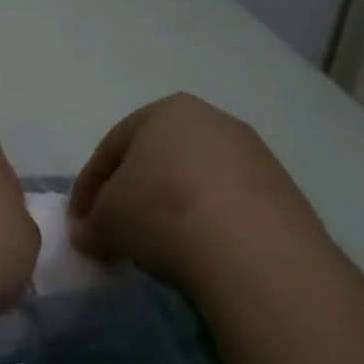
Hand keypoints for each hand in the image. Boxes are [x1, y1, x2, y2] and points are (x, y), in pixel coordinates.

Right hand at [68, 93, 329, 295]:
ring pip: (194, 180)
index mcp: (164, 111)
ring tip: (158, 247)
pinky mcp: (283, 191)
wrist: (254, 252)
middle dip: (132, 195)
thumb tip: (88, 234)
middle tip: (116, 231)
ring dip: (170, 209)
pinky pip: (228, 204)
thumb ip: (91, 223)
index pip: (110, 149)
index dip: (87, 188)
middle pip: (156, 160)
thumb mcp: (106, 220)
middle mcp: (211, 120)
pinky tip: (198, 252)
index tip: (79, 223)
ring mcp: (253, 154)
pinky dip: (207, 223)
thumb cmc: (162, 213)